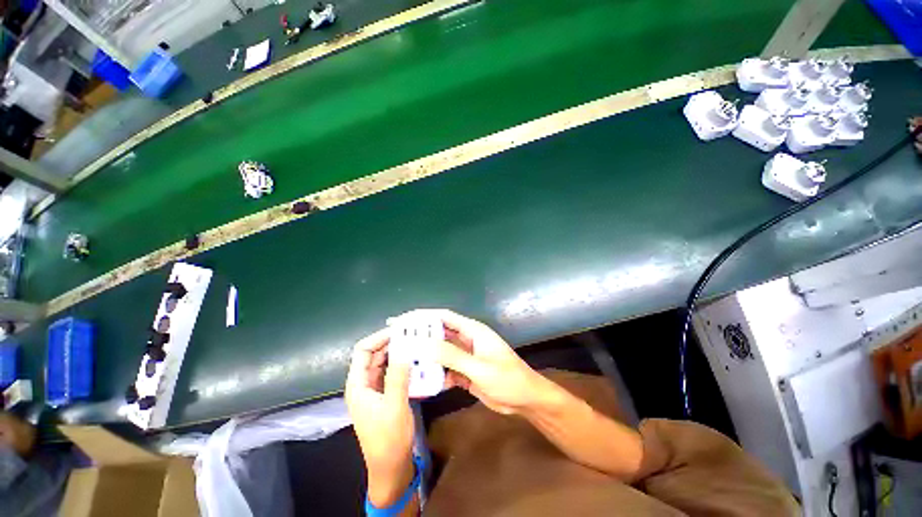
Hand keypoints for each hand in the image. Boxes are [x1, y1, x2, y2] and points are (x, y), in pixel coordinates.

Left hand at [345, 328, 414, 505]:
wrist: (391, 466)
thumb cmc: (389, 439)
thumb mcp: (395, 406)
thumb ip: (398, 377)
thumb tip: (404, 349)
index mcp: (358, 385)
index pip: (363, 351)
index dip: (378, 337)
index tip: (399, 329)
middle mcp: (363, 384)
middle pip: (374, 354)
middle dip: (390, 342)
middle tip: (411, 333)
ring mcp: (374, 389)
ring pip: (383, 362)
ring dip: (397, 352)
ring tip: (415, 342)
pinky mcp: (384, 394)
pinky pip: (391, 372)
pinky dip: (401, 364)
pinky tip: (415, 360)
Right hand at [406, 309, 554, 414]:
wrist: (526, 400)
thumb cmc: (508, 379)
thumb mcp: (479, 368)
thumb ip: (452, 356)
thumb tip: (424, 344)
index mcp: (472, 331)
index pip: (444, 317)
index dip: (423, 316)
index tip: (402, 320)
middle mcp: (467, 340)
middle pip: (439, 333)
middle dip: (420, 336)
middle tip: (397, 340)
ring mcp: (466, 356)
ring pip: (441, 352)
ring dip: (426, 357)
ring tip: (405, 362)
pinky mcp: (465, 371)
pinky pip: (446, 369)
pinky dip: (435, 374)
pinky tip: (423, 382)